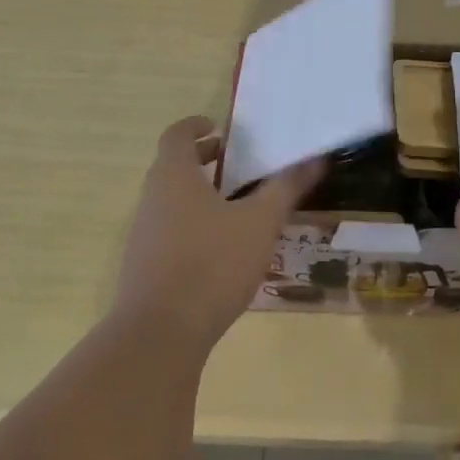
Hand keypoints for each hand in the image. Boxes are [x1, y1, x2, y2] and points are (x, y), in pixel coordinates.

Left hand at [113, 116, 322, 347]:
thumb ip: (286, 188)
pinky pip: (170, 232)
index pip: (177, 135)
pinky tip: (224, 250)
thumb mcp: (260, 222)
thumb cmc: (213, 262)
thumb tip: (316, 158)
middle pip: (174, 167)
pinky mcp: (145, 267)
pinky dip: (194, 226)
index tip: (219, 128)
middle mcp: (152, 199)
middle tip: (238, 164)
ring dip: (201, 195)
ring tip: (239, 207)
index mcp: (174, 177)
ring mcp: (144, 235)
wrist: (161, 332)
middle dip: (204, 162)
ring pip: (172, 201)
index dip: (196, 126)